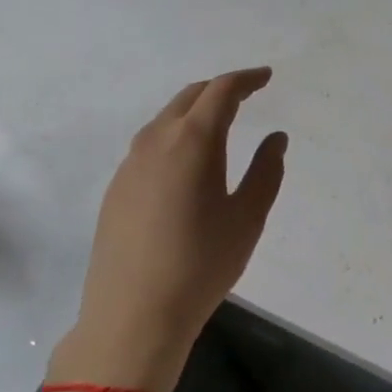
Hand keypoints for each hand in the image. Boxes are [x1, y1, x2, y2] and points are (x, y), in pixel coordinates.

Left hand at [54, 69, 287, 391]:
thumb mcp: (247, 218)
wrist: (133, 314)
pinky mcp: (116, 188)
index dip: (246, 79)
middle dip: (219, 89)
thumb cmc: (201, 264)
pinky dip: (174, 136)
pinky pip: (149, 144)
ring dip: (194, 111)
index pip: (221, 91)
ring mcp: (130, 164)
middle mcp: (156, 141)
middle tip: (246, 95)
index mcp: (192, 141)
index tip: (266, 77)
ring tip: (218, 124)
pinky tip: (185, 162)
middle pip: (189, 97)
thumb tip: (275, 137)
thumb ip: (266, 171)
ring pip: (165, 119)